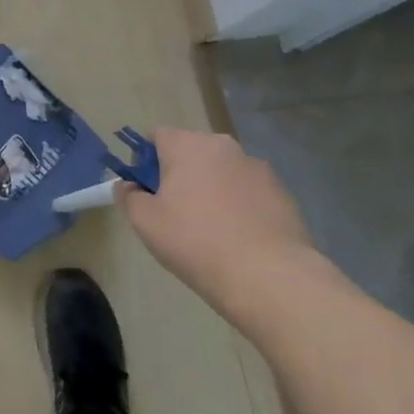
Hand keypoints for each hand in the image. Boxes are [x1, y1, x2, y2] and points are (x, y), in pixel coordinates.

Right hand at [118, 128, 319, 320]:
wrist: (270, 277)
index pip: (157, 136)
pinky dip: (241, 206)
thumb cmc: (196, 241)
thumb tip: (129, 186)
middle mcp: (223, 146)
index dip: (146, 161)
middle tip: (176, 212)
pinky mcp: (284, 193)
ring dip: (213, 189)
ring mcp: (258, 168)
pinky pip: (249, 192)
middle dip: (181, 174)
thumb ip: (129, 196)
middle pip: (192, 152)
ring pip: (222, 172)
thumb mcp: (145, 222)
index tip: (148, 191)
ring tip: (213, 230)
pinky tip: (240, 238)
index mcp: (187, 144)